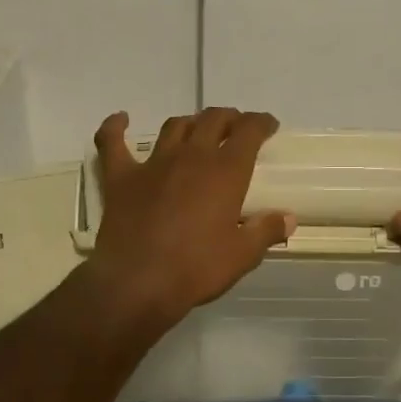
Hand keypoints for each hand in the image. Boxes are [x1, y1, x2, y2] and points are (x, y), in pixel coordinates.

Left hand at [88, 108, 294, 332]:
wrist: (138, 283)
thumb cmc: (196, 268)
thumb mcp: (242, 255)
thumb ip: (266, 231)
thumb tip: (288, 218)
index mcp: (225, 171)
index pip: (249, 131)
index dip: (261, 122)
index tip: (268, 126)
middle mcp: (191, 156)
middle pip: (212, 120)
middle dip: (229, 118)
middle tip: (236, 129)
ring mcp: (153, 164)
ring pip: (174, 127)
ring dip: (190, 123)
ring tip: (197, 130)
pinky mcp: (120, 178)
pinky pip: (112, 143)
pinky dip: (115, 127)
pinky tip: (121, 120)